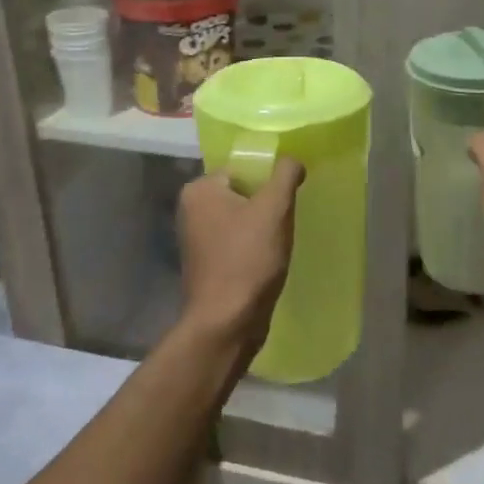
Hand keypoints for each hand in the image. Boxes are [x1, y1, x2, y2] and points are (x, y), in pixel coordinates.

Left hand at [177, 157, 304, 351]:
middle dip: (267, 205)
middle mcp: (191, 210)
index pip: (242, 169)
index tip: (288, 198)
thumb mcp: (274, 208)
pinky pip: (237, 243)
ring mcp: (196, 240)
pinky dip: (254, 248)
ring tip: (279, 242)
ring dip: (262, 228)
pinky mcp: (207, 264)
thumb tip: (292, 160)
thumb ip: (285, 174)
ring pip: (241, 220)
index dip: (269, 181)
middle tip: (286, 219)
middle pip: (243, 194)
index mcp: (199, 190)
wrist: (227, 322)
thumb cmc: (248, 259)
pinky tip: (269, 260)